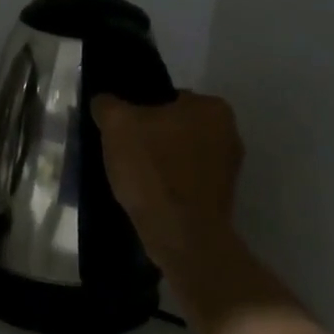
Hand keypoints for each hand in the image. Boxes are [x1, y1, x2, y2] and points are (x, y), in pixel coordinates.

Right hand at [92, 90, 243, 275]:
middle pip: (174, 127)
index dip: (138, 114)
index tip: (121, 133)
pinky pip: (186, 181)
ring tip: (134, 180)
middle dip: (151, 139)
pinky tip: (150, 196)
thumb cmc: (152, 170)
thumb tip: (105, 101)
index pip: (166, 99)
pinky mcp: (222, 197)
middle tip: (123, 155)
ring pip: (180, 155)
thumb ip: (108, 105)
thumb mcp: (117, 126)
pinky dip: (169, 185)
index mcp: (211, 107)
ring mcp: (229, 168)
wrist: (181, 234)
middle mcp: (229, 132)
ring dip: (160, 163)